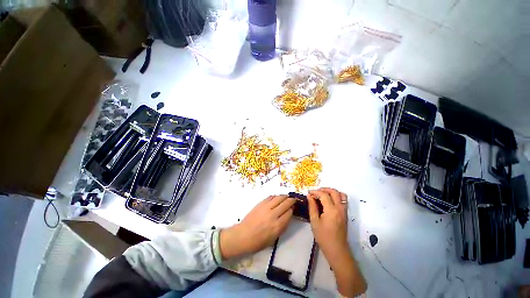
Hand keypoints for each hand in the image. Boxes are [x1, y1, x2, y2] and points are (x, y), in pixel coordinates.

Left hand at [220, 195, 294, 259]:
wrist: (243, 235)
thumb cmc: (258, 241)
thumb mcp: (274, 238)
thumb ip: (282, 227)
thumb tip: (288, 216)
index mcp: (277, 225)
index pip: (289, 213)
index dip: (292, 209)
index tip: (293, 208)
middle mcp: (273, 214)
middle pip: (285, 203)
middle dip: (291, 200)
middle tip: (294, 199)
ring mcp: (266, 207)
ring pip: (278, 198)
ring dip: (284, 196)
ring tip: (287, 196)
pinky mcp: (260, 203)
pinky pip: (270, 197)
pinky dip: (275, 196)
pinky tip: (277, 197)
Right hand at [307, 187, 348, 259]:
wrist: (337, 250)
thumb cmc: (323, 237)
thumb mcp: (314, 221)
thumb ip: (312, 206)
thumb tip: (309, 196)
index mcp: (331, 210)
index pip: (324, 195)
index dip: (315, 192)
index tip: (309, 193)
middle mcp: (340, 208)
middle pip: (334, 192)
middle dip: (324, 189)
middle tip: (316, 192)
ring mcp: (344, 211)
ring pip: (341, 195)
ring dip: (332, 192)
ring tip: (323, 194)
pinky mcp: (345, 214)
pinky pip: (343, 200)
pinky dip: (336, 196)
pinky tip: (329, 201)